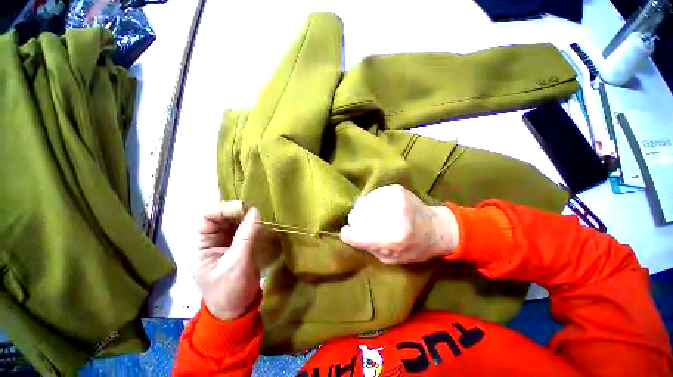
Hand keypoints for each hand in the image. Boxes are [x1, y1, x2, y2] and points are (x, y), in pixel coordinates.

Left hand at [192, 201, 260, 319]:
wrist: (237, 310)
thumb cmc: (231, 291)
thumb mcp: (238, 263)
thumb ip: (246, 236)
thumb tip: (255, 211)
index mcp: (201, 247)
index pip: (207, 219)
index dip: (224, 210)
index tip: (245, 209)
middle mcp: (211, 242)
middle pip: (221, 218)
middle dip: (237, 213)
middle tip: (256, 211)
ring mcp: (224, 244)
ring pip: (233, 223)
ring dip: (246, 218)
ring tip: (260, 216)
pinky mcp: (237, 247)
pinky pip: (243, 230)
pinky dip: (252, 225)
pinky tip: (261, 224)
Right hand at [340, 184, 458, 263]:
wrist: (437, 227)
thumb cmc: (415, 248)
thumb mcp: (390, 258)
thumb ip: (368, 247)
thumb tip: (349, 233)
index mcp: (393, 238)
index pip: (355, 234)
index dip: (348, 234)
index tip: (349, 234)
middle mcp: (392, 215)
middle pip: (355, 215)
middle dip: (356, 222)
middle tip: (364, 225)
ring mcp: (394, 198)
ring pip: (361, 203)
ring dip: (363, 211)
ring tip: (374, 216)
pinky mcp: (395, 189)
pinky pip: (371, 196)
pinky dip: (372, 203)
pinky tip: (381, 208)